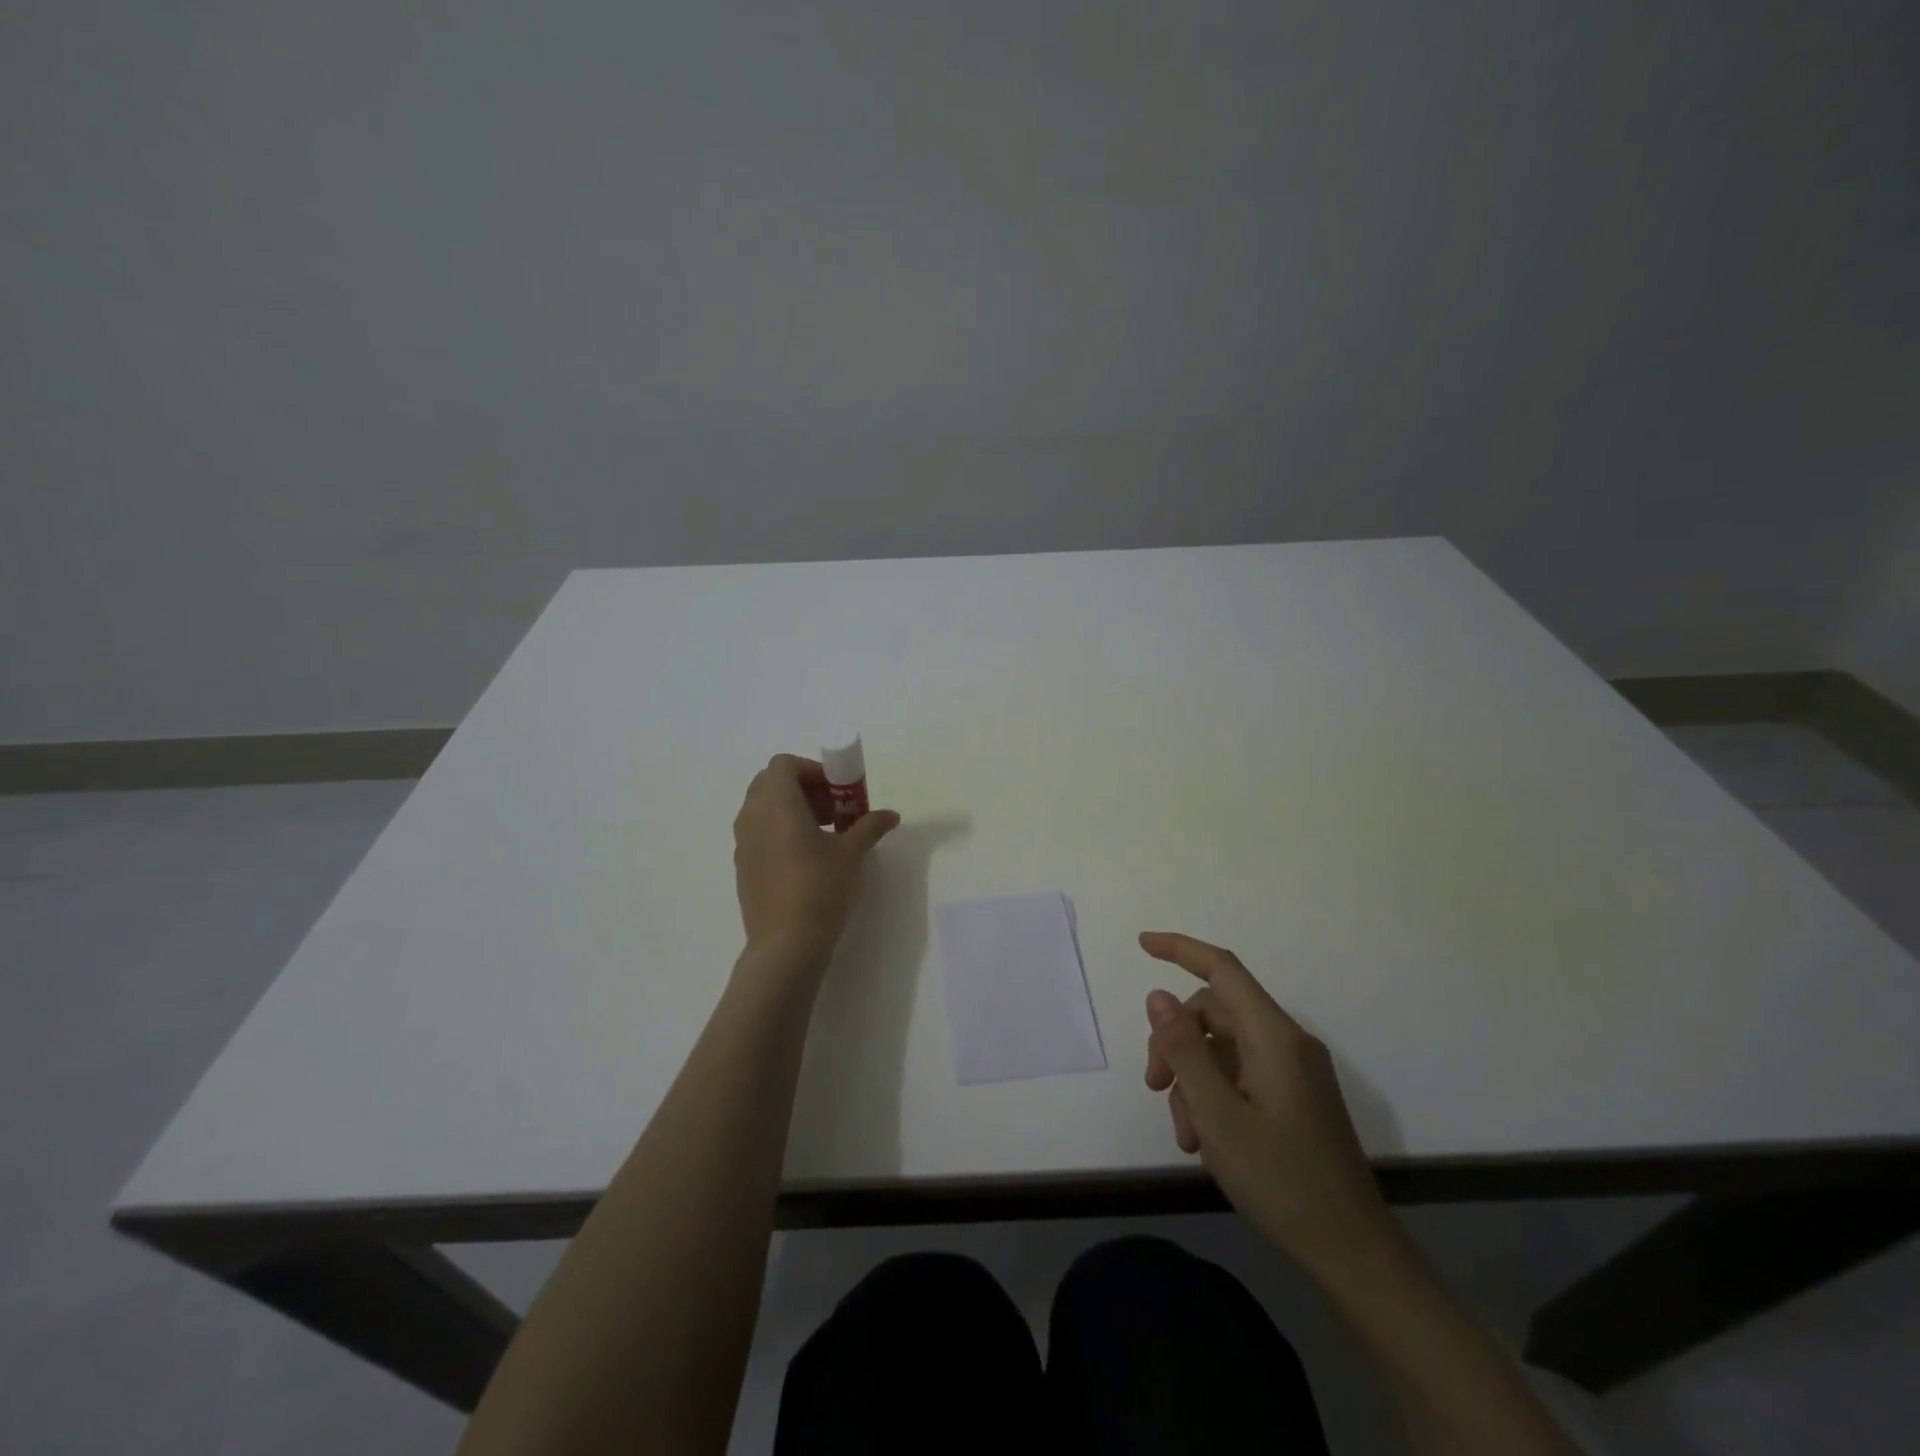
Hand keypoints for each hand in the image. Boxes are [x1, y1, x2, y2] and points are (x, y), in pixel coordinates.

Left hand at [732, 755, 898, 967]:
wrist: (786, 944)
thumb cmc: (819, 887)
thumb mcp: (852, 853)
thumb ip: (870, 826)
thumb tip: (891, 815)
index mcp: (776, 802)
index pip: (784, 764)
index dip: (813, 770)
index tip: (838, 791)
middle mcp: (752, 815)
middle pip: (772, 783)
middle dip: (804, 788)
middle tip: (834, 810)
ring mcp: (743, 842)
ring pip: (764, 809)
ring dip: (793, 810)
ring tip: (825, 835)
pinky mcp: (743, 866)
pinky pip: (760, 833)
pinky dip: (780, 831)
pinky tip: (806, 859)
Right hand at [1141, 931, 1400, 1281]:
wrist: (1352, 1252)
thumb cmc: (1281, 1179)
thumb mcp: (1216, 1113)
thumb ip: (1183, 1049)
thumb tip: (1159, 997)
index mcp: (1274, 1036)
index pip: (1222, 969)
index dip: (1180, 949)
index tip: (1142, 944)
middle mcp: (1287, 1043)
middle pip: (1215, 1013)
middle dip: (1176, 1040)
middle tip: (1153, 1086)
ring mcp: (1293, 1071)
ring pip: (1222, 1048)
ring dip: (1192, 1078)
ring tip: (1185, 1133)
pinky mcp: (1294, 1096)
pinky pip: (1240, 1074)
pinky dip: (1213, 1095)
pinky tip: (1204, 1140)